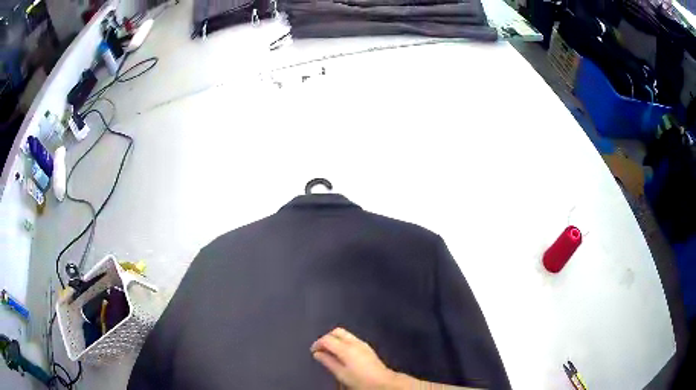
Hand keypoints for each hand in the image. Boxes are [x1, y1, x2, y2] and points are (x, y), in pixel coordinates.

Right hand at [311, 327, 398, 389]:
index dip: (317, 344)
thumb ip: (328, 362)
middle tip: (321, 349)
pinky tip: (341, 353)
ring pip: (344, 334)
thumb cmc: (360, 380)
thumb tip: (317, 353)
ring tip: (330, 352)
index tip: (313, 352)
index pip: (327, 339)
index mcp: (346, 348)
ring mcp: (362, 343)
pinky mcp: (367, 347)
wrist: (383, 381)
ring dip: (335, 339)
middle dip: (327, 338)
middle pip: (337, 331)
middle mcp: (354, 342)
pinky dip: (342, 342)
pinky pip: (351, 338)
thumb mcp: (341, 374)